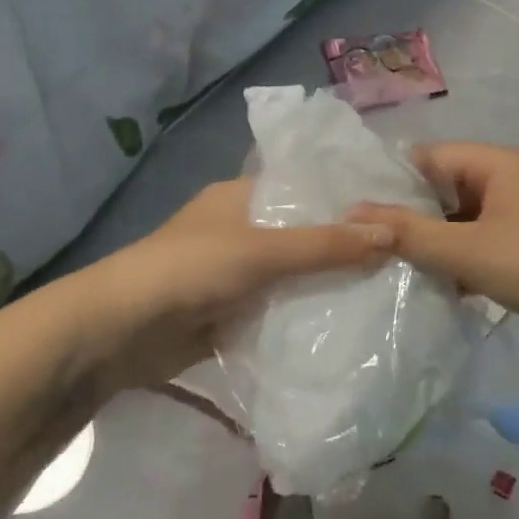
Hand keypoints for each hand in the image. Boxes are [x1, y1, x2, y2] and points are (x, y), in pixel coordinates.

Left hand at [86, 178, 391, 387]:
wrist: (120, 331)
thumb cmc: (190, 269)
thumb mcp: (261, 251)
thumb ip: (324, 246)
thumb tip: (391, 234)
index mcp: (240, 196)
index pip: (302, 186)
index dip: (342, 196)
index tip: (392, 208)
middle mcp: (239, 228)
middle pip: (300, 233)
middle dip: (340, 246)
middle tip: (399, 255)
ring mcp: (233, 273)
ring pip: (290, 274)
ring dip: (323, 285)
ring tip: (385, 290)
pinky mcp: (229, 313)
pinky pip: (276, 310)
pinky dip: (302, 317)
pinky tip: (345, 325)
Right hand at [348, 143, 518, 354]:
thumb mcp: (466, 250)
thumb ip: (408, 233)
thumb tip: (352, 214)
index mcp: (497, 163)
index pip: (430, 157)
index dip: (393, 181)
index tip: (356, 210)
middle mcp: (508, 180)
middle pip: (444, 187)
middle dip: (410, 215)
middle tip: (368, 241)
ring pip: (459, 220)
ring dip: (432, 242)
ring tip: (390, 266)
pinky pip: (478, 243)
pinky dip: (457, 260)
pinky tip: (432, 285)